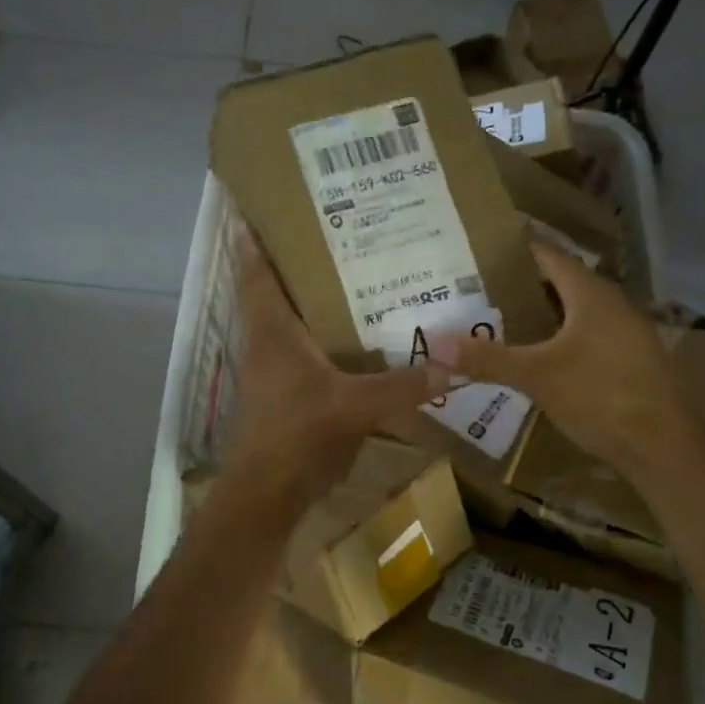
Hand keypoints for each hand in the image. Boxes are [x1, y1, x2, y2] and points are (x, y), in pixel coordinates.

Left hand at [222, 231, 447, 510]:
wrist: (266, 495)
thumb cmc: (298, 436)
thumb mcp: (354, 407)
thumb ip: (401, 386)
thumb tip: (450, 364)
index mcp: (273, 332)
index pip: (256, 273)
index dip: (253, 240)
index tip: (256, 208)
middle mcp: (267, 344)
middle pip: (272, 292)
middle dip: (292, 263)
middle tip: (330, 235)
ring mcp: (272, 373)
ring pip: (287, 323)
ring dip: (308, 302)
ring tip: (348, 279)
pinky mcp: (283, 397)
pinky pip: (301, 353)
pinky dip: (320, 339)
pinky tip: (352, 341)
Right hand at [429, 242, 704, 482]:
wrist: (664, 446)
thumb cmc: (602, 396)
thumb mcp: (538, 376)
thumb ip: (487, 358)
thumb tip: (434, 342)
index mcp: (591, 293)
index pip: (548, 255)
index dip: (514, 249)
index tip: (478, 250)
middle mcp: (611, 303)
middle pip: (560, 282)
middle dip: (520, 285)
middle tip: (476, 289)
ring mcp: (625, 332)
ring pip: (574, 311)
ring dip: (540, 314)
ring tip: (497, 319)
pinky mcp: (630, 359)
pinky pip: (586, 335)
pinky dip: (558, 337)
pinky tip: (536, 356)